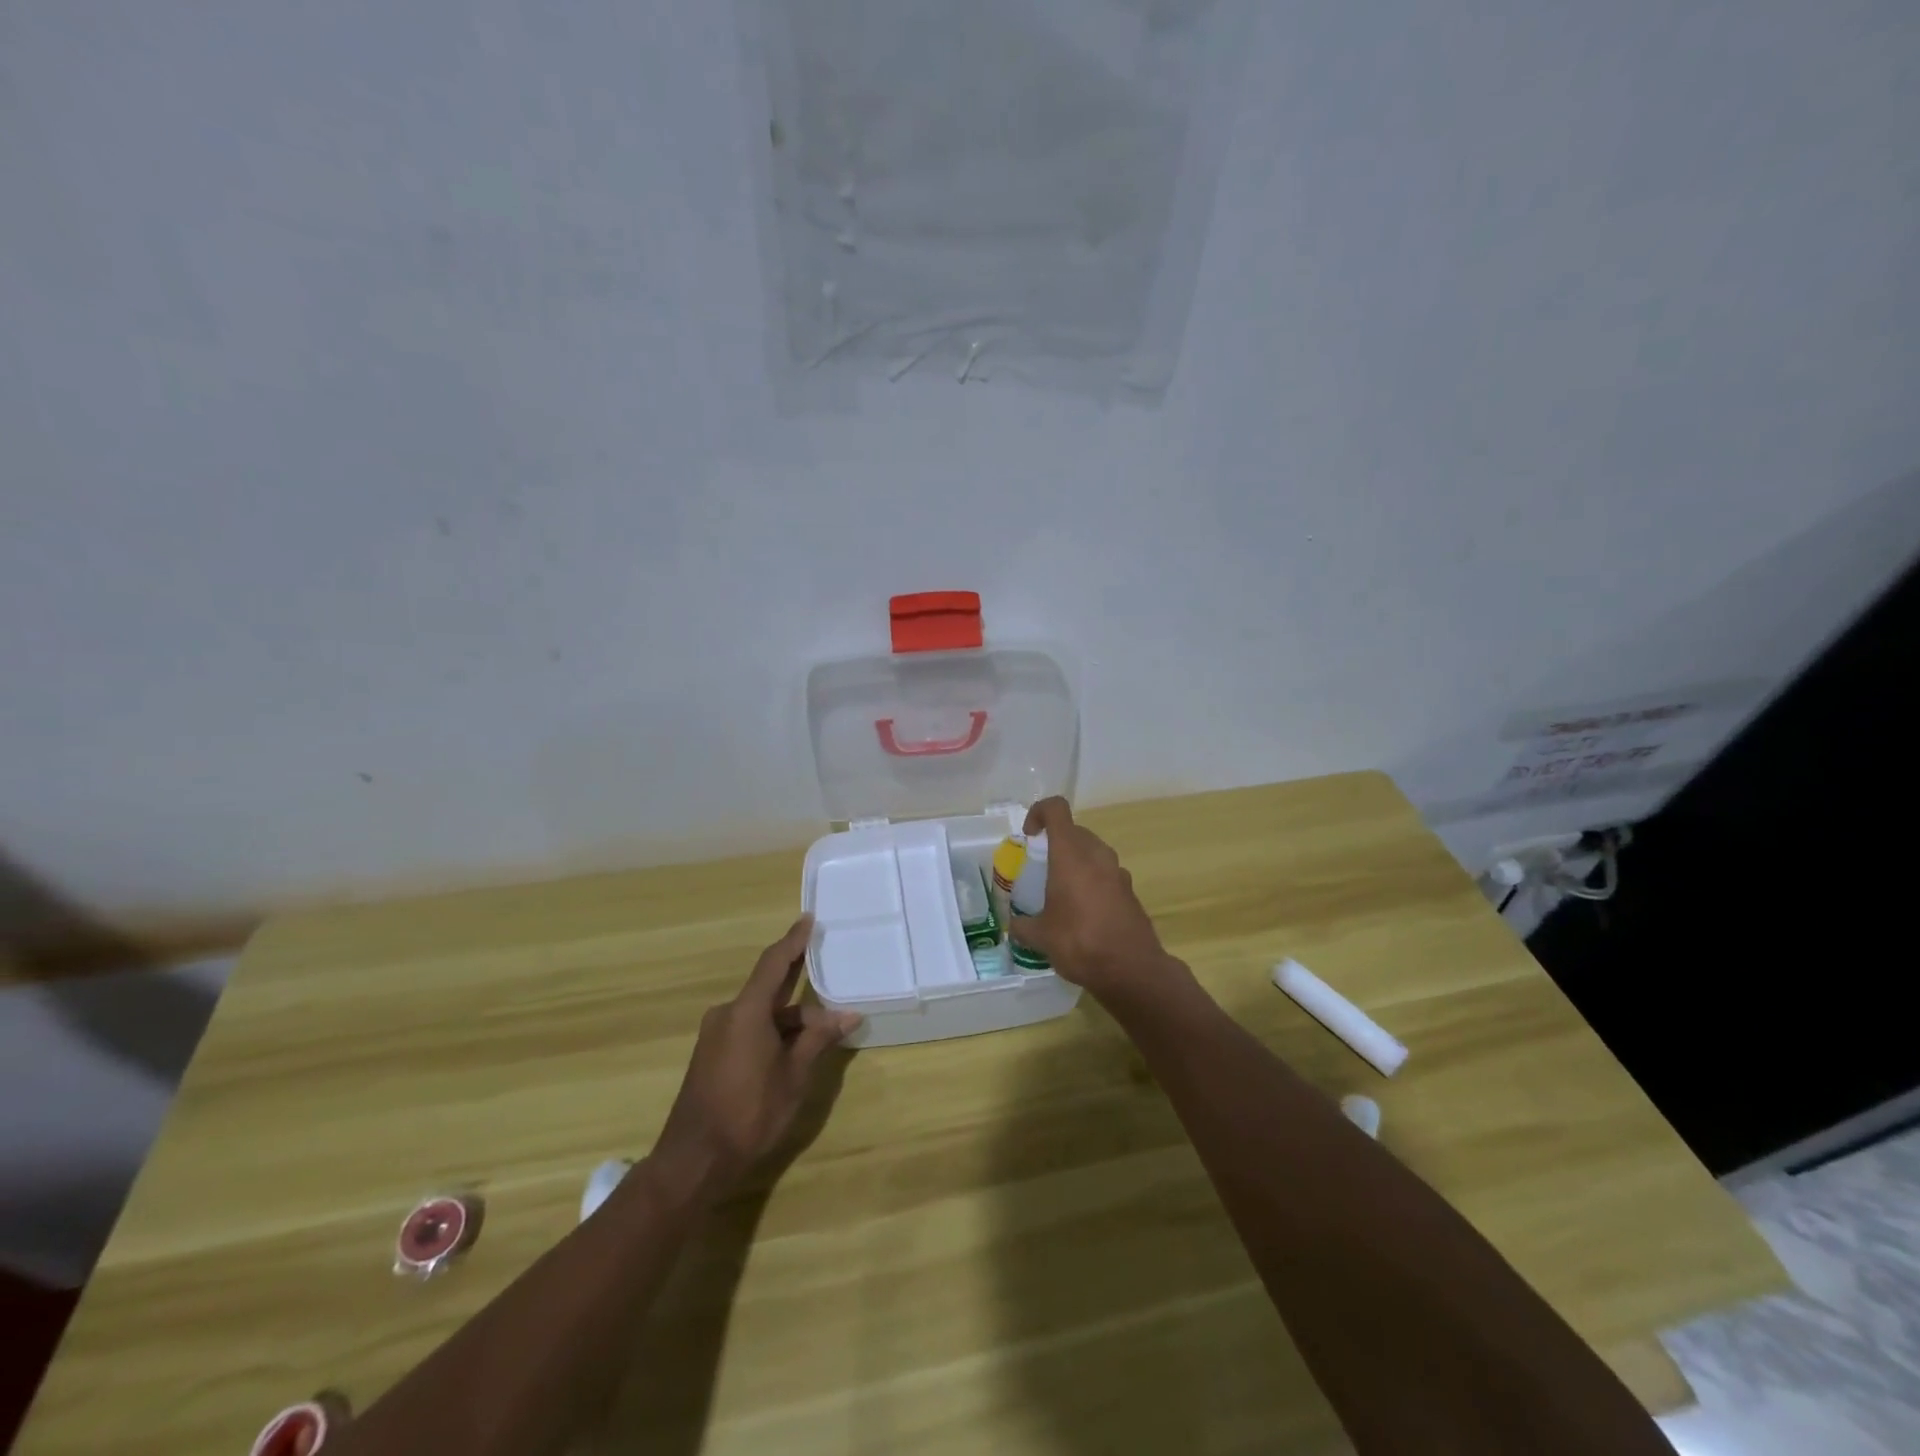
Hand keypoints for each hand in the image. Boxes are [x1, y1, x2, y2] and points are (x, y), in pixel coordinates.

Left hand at [647, 916, 859, 1204]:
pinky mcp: (713, 1054)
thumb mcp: (794, 1076)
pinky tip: (797, 1049)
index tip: (809, 920)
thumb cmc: (749, 1113)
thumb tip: (848, 1015)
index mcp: (746, 1011)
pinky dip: (774, 1031)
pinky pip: (749, 1028)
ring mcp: (717, 1035)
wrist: (694, 1161)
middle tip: (829, 973)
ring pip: (762, 1013)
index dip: (793, 940)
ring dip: (791, 1019)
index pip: (774, 963)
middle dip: (801, 985)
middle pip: (770, 989)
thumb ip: (819, 1040)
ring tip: (825, 1031)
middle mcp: (728, 1014)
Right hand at [1007, 798, 1172, 1001]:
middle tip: (1041, 869)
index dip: (1039, 813)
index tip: (1029, 837)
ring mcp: (1118, 872)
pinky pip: (1106, 875)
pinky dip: (1092, 883)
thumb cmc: (1080, 942)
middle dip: (1056, 843)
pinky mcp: (1130, 892)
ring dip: (1076, 863)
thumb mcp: (1040, 937)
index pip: (1056, 809)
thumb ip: (1022, 926)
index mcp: (1071, 854)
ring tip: (1061, 892)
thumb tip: (1014, 926)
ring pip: (1093, 853)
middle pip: (1075, 831)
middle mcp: (1097, 855)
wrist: (1132, 970)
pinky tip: (1084, 914)